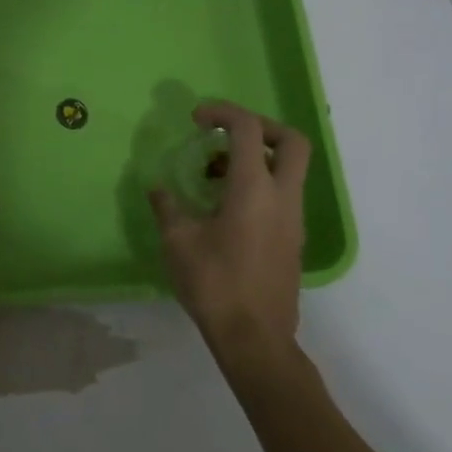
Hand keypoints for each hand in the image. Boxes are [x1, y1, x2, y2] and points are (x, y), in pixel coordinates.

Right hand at [150, 102, 311, 357]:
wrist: (255, 339)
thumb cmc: (214, 284)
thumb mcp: (178, 242)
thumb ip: (167, 207)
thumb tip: (157, 188)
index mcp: (253, 189)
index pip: (248, 129)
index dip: (223, 112)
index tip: (197, 119)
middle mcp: (282, 197)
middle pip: (292, 141)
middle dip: (260, 127)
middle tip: (226, 135)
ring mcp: (293, 219)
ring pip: (289, 169)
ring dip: (258, 158)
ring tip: (215, 173)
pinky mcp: (293, 239)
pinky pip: (283, 194)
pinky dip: (260, 183)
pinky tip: (226, 206)